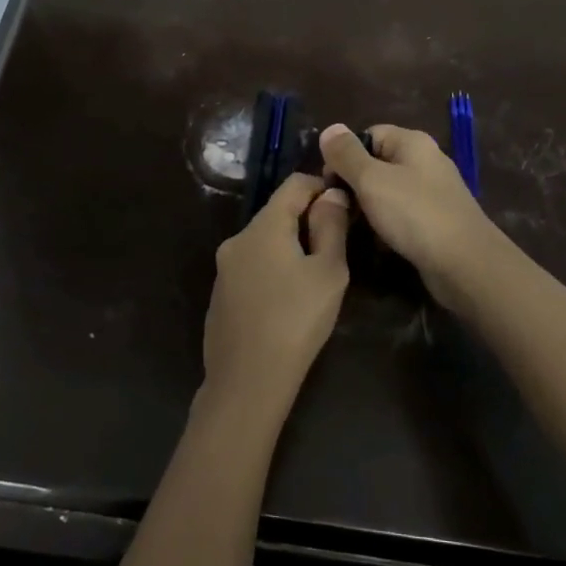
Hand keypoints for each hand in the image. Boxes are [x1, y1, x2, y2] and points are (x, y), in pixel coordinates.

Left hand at [201, 174, 351, 419]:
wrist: (247, 381)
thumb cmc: (296, 321)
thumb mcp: (328, 273)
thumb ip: (331, 227)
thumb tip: (331, 195)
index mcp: (264, 226)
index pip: (293, 184)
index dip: (321, 188)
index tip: (344, 208)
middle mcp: (238, 238)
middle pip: (277, 213)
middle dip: (307, 220)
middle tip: (335, 248)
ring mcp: (224, 267)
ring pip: (264, 241)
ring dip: (289, 247)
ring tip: (314, 277)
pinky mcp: (220, 293)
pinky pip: (251, 266)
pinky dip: (272, 269)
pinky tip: (286, 301)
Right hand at [318, 123, 503, 309]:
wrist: (465, 264)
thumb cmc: (414, 214)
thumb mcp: (371, 180)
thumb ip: (346, 154)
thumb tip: (329, 128)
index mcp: (412, 142)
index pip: (368, 135)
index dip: (345, 154)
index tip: (329, 182)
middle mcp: (425, 161)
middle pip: (377, 163)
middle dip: (354, 183)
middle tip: (337, 207)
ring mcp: (433, 192)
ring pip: (388, 191)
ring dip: (369, 207)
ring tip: (353, 226)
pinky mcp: (436, 220)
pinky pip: (402, 214)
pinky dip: (387, 224)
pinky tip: (378, 241)